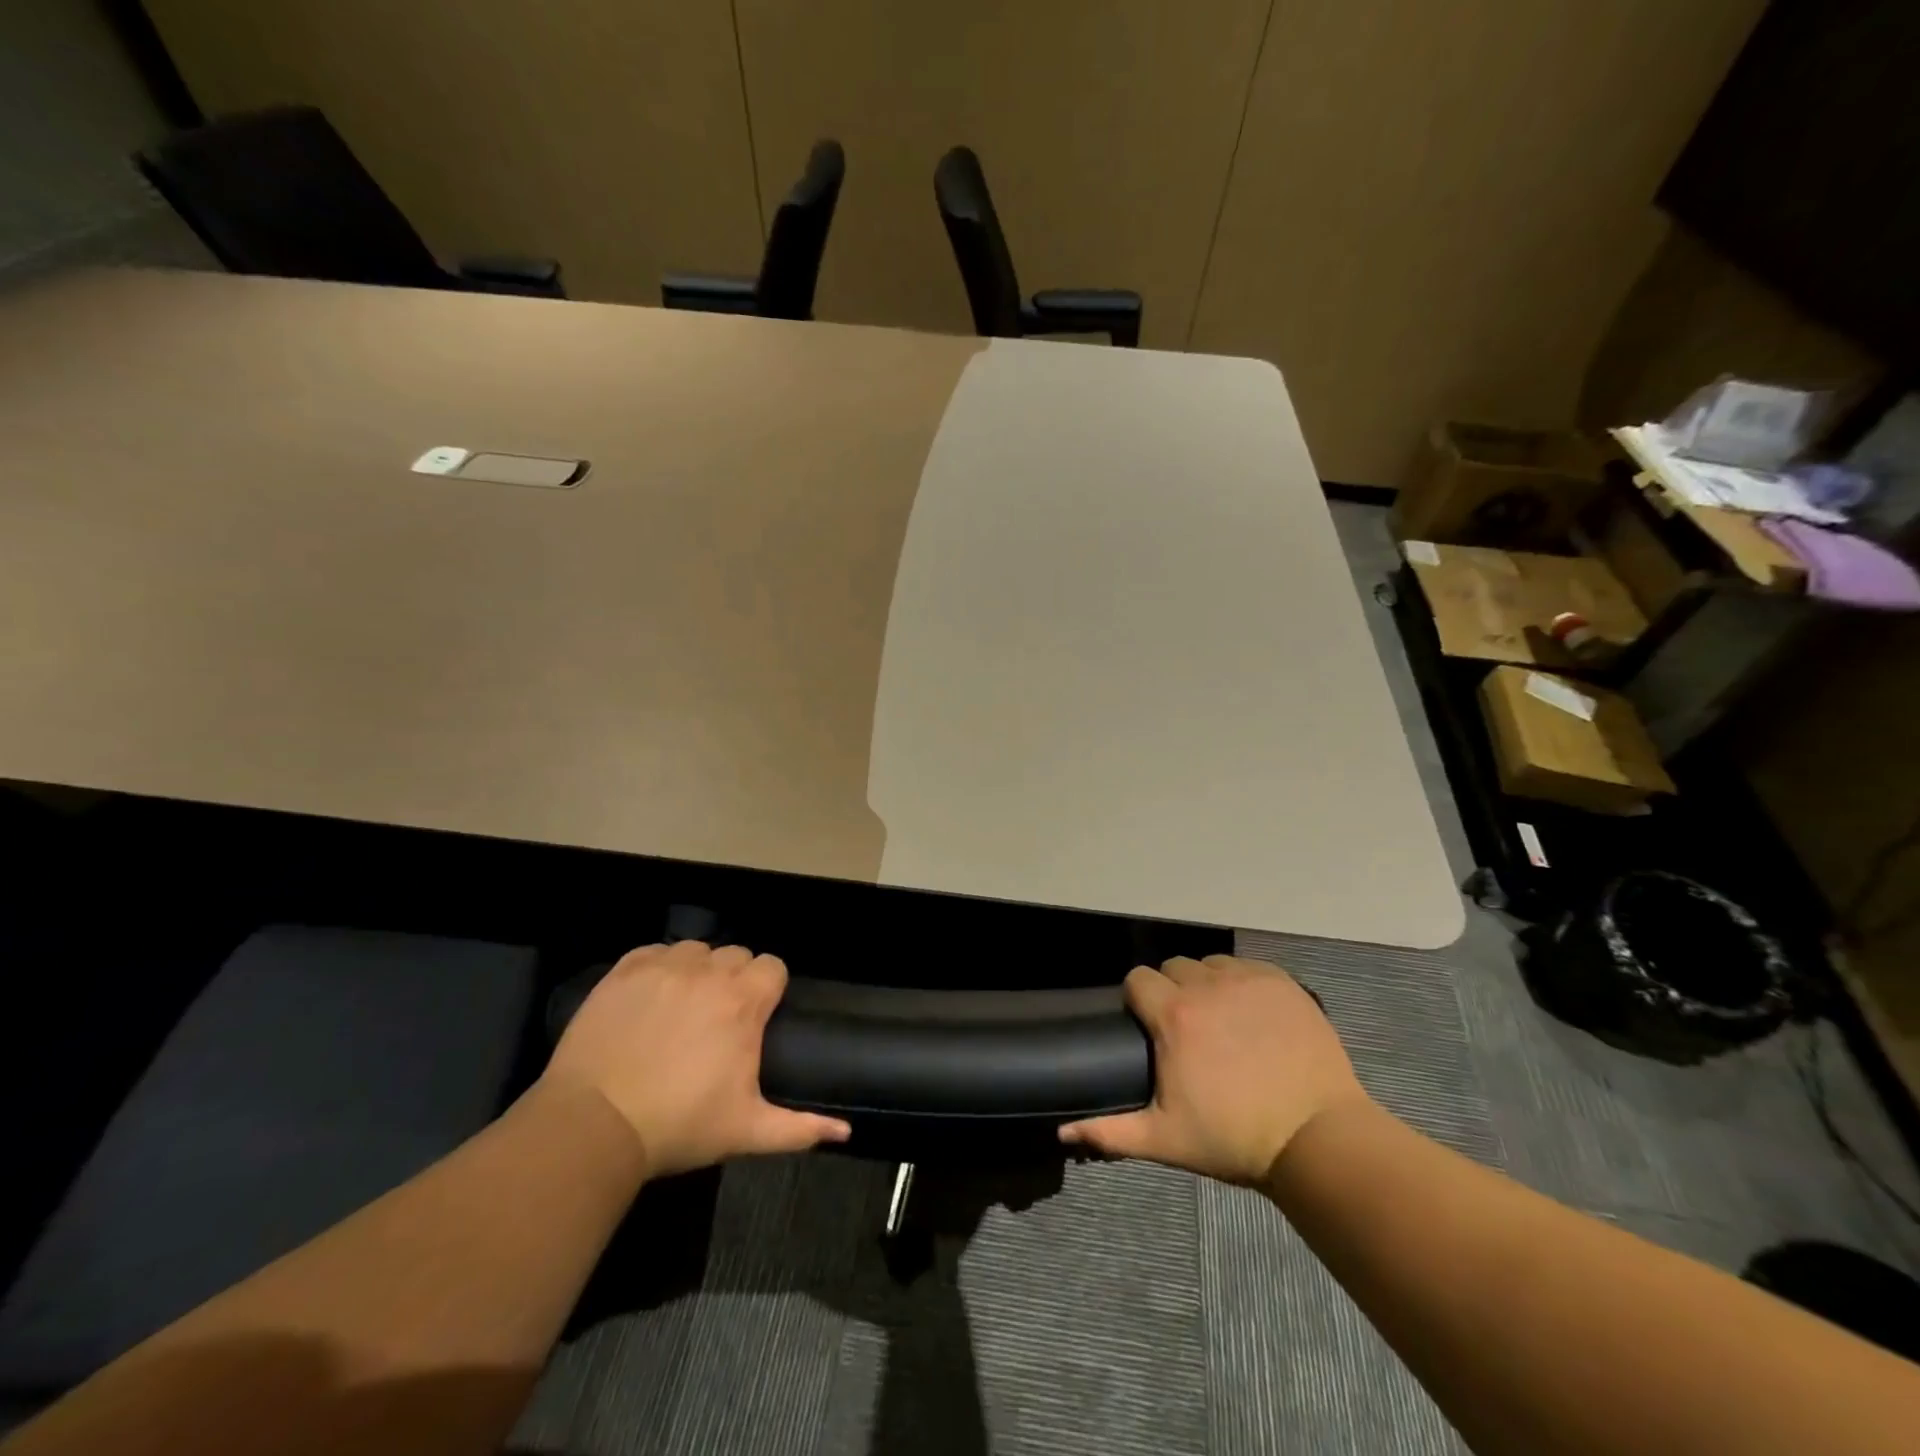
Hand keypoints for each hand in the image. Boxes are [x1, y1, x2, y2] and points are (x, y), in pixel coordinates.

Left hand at [542, 941, 849, 1177]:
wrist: (595, 1125)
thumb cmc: (679, 1125)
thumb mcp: (746, 1131)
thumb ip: (800, 1127)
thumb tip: (846, 1132)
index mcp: (744, 1001)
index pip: (773, 966)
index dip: (769, 988)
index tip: (757, 1017)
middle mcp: (709, 972)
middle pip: (737, 955)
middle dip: (736, 979)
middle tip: (720, 1019)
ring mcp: (664, 967)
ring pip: (697, 949)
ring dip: (699, 970)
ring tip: (684, 1006)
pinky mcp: (624, 971)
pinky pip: (655, 951)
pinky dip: (659, 967)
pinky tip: (651, 997)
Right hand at [1059, 954, 1372, 1186]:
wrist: (1317, 1139)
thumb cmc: (1234, 1140)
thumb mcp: (1166, 1139)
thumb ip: (1109, 1131)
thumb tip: (1061, 1130)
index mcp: (1173, 1016)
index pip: (1138, 980)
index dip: (1138, 1000)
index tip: (1149, 1027)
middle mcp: (1206, 986)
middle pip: (1173, 968)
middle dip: (1172, 992)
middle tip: (1187, 1031)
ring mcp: (1247, 980)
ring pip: (1210, 964)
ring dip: (1207, 985)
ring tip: (1221, 1021)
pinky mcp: (1282, 982)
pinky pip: (1247, 967)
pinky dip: (1242, 983)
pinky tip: (1253, 1016)